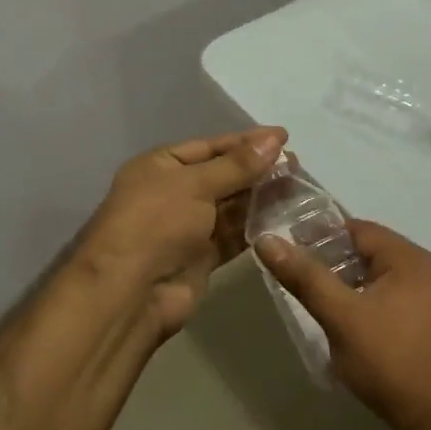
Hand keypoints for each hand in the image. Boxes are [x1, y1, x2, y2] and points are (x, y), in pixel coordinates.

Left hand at [78, 127, 287, 335]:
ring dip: (261, 199)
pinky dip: (255, 228)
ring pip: (231, 207)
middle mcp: (173, 193)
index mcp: (161, 166)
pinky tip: (284, 220)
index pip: (210, 147)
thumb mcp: (195, 184)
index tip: (284, 138)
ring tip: (299, 190)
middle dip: (258, 171)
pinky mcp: (202, 258)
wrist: (131, 291)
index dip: (246, 142)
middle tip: (297, 167)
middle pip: (223, 176)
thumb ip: (237, 165)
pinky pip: (233, 236)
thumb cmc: (156, 222)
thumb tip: (274, 140)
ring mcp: (187, 228)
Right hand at [255, 219, 430, 429]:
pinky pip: (392, 299)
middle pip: (370, 252)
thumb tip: (268, 240)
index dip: (320, 234)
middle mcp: (426, 271)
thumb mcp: (341, 317)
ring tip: (316, 299)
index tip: (288, 247)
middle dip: (332, 260)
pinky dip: (366, 301)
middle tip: (297, 275)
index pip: (358, 229)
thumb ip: (305, 277)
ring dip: (349, 283)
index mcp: (409, 259)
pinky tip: (347, 323)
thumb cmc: (389, 360)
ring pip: (380, 278)